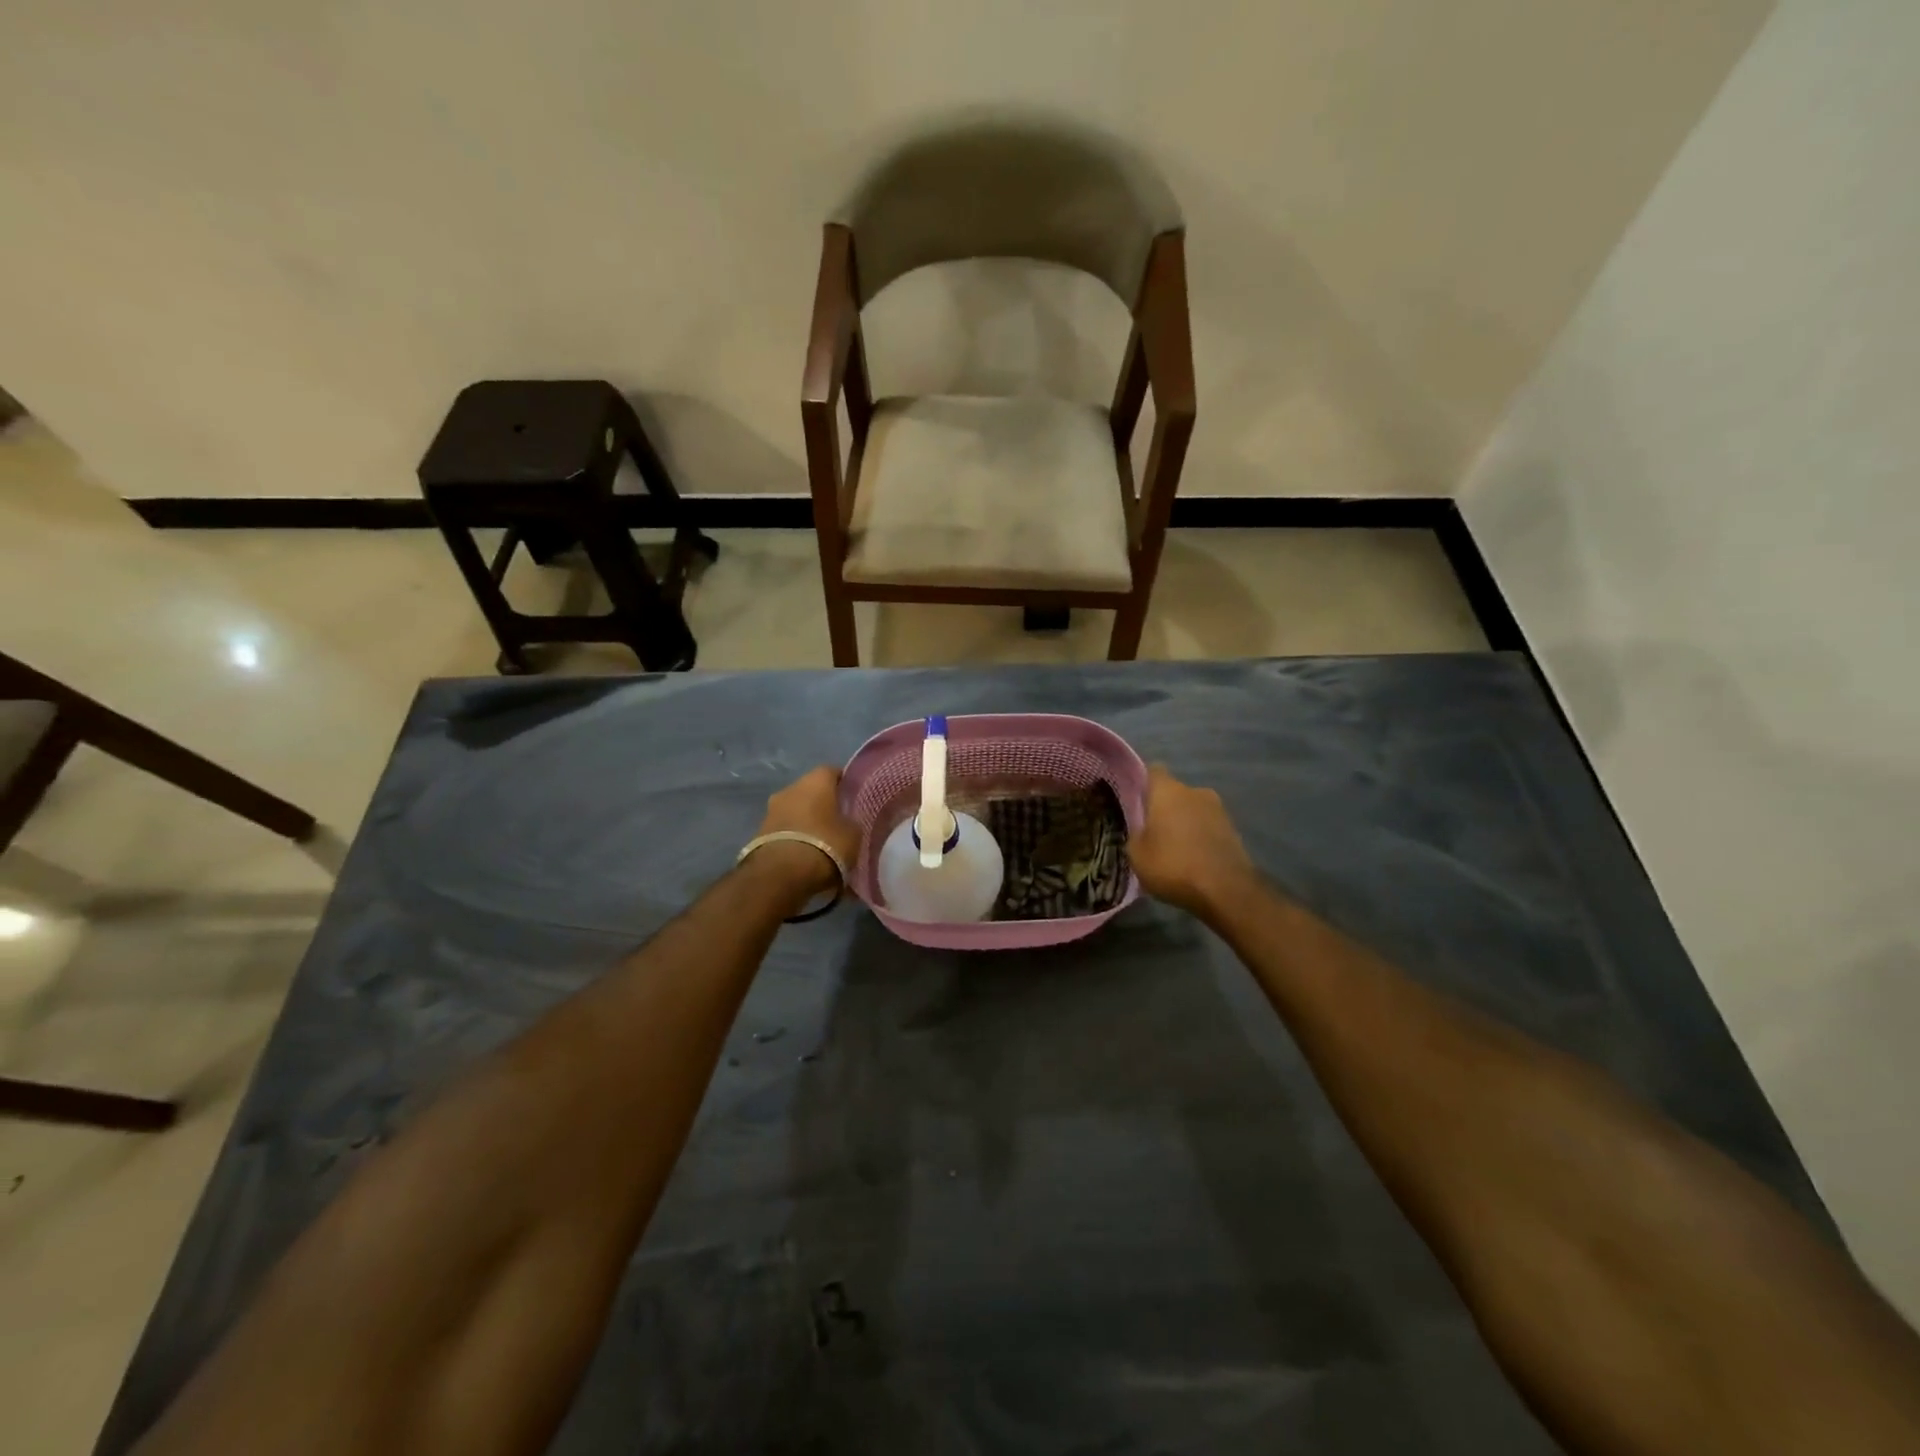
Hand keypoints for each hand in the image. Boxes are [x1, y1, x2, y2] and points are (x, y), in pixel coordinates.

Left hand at [747, 766, 863, 902]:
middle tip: (838, 821)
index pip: (832, 772)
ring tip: (821, 842)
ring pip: (795, 810)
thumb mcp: (853, 834)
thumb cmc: (825, 845)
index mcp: (815, 780)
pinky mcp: (759, 833)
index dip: (844, 784)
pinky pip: (784, 830)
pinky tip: (804, 854)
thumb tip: (848, 822)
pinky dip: (794, 837)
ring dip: (806, 821)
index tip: (853, 798)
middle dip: (823, 804)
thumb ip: (851, 822)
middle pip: (811, 791)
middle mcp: (790, 788)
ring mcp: (771, 810)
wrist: (781, 875)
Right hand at [1129, 764, 1257, 918]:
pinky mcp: (1234, 830)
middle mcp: (1195, 791)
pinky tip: (1193, 859)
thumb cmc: (1172, 865)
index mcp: (1168, 790)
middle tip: (1152, 831)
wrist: (1225, 889)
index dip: (1142, 783)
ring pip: (1193, 810)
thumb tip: (1141, 829)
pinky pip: (1208, 827)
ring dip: (1184, 823)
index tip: (1134, 800)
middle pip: (1174, 793)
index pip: (1152, 771)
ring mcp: (1218, 809)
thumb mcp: (1136, 854)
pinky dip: (1200, 837)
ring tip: (1174, 849)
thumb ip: (1136, 834)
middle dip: (1163, 808)